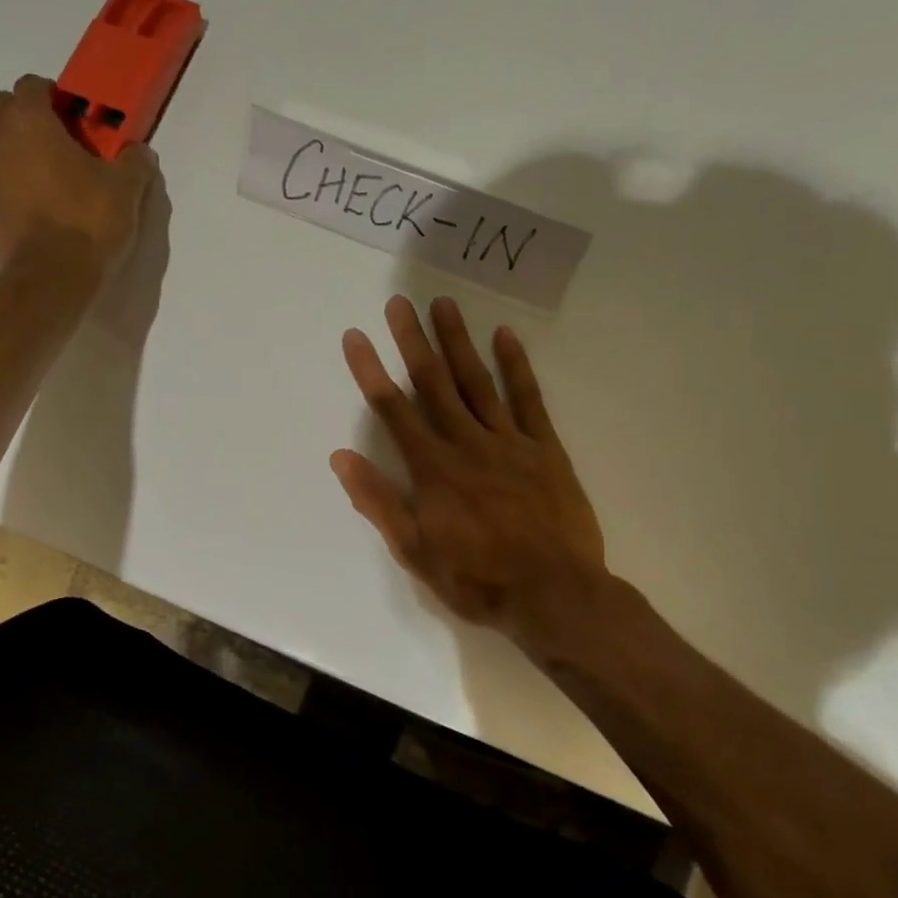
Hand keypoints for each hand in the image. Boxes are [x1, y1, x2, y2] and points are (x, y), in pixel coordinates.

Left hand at [0, 74, 159, 276]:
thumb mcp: (126, 190)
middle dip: (24, 116)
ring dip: (5, 145)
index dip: (54, 98)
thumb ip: (134, 162)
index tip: (74, 120)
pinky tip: (13, 197)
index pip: (33, 85)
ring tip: (34, 173)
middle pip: (1, 106)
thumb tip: (139, 151)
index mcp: (30, 119)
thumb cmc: (89, 222)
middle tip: (54, 144)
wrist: (52, 276)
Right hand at [332, 295, 611, 654]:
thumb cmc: (478, 579)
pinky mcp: (544, 449)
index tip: (356, 337)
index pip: (394, 410)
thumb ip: (379, 502)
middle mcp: (467, 444)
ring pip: (478, 382)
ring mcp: (509, 442)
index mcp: (433, 470)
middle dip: (413, 341)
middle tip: (399, 302)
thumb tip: (342, 457)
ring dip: (458, 341)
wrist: (555, 595)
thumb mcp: (416, 552)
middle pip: (434, 384)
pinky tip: (506, 336)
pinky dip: (517, 366)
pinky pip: (528, 400)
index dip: (371, 371)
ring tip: (443, 304)